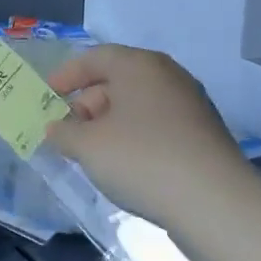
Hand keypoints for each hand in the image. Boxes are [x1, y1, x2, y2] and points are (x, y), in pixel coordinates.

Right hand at [44, 45, 252, 230]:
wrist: (214, 203)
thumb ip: (63, 132)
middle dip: (87, 103)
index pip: (96, 58)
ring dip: (109, 123)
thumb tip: (57, 128)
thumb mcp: (87, 146)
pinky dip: (133, 136)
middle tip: (67, 131)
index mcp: (140, 66)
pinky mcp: (203, 135)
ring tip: (91, 152)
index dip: (67, 75)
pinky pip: (156, 125)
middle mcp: (168, 77)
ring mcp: (191, 105)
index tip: (47, 95)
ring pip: (138, 105)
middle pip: (118, 80)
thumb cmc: (141, 159)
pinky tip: (123, 164)